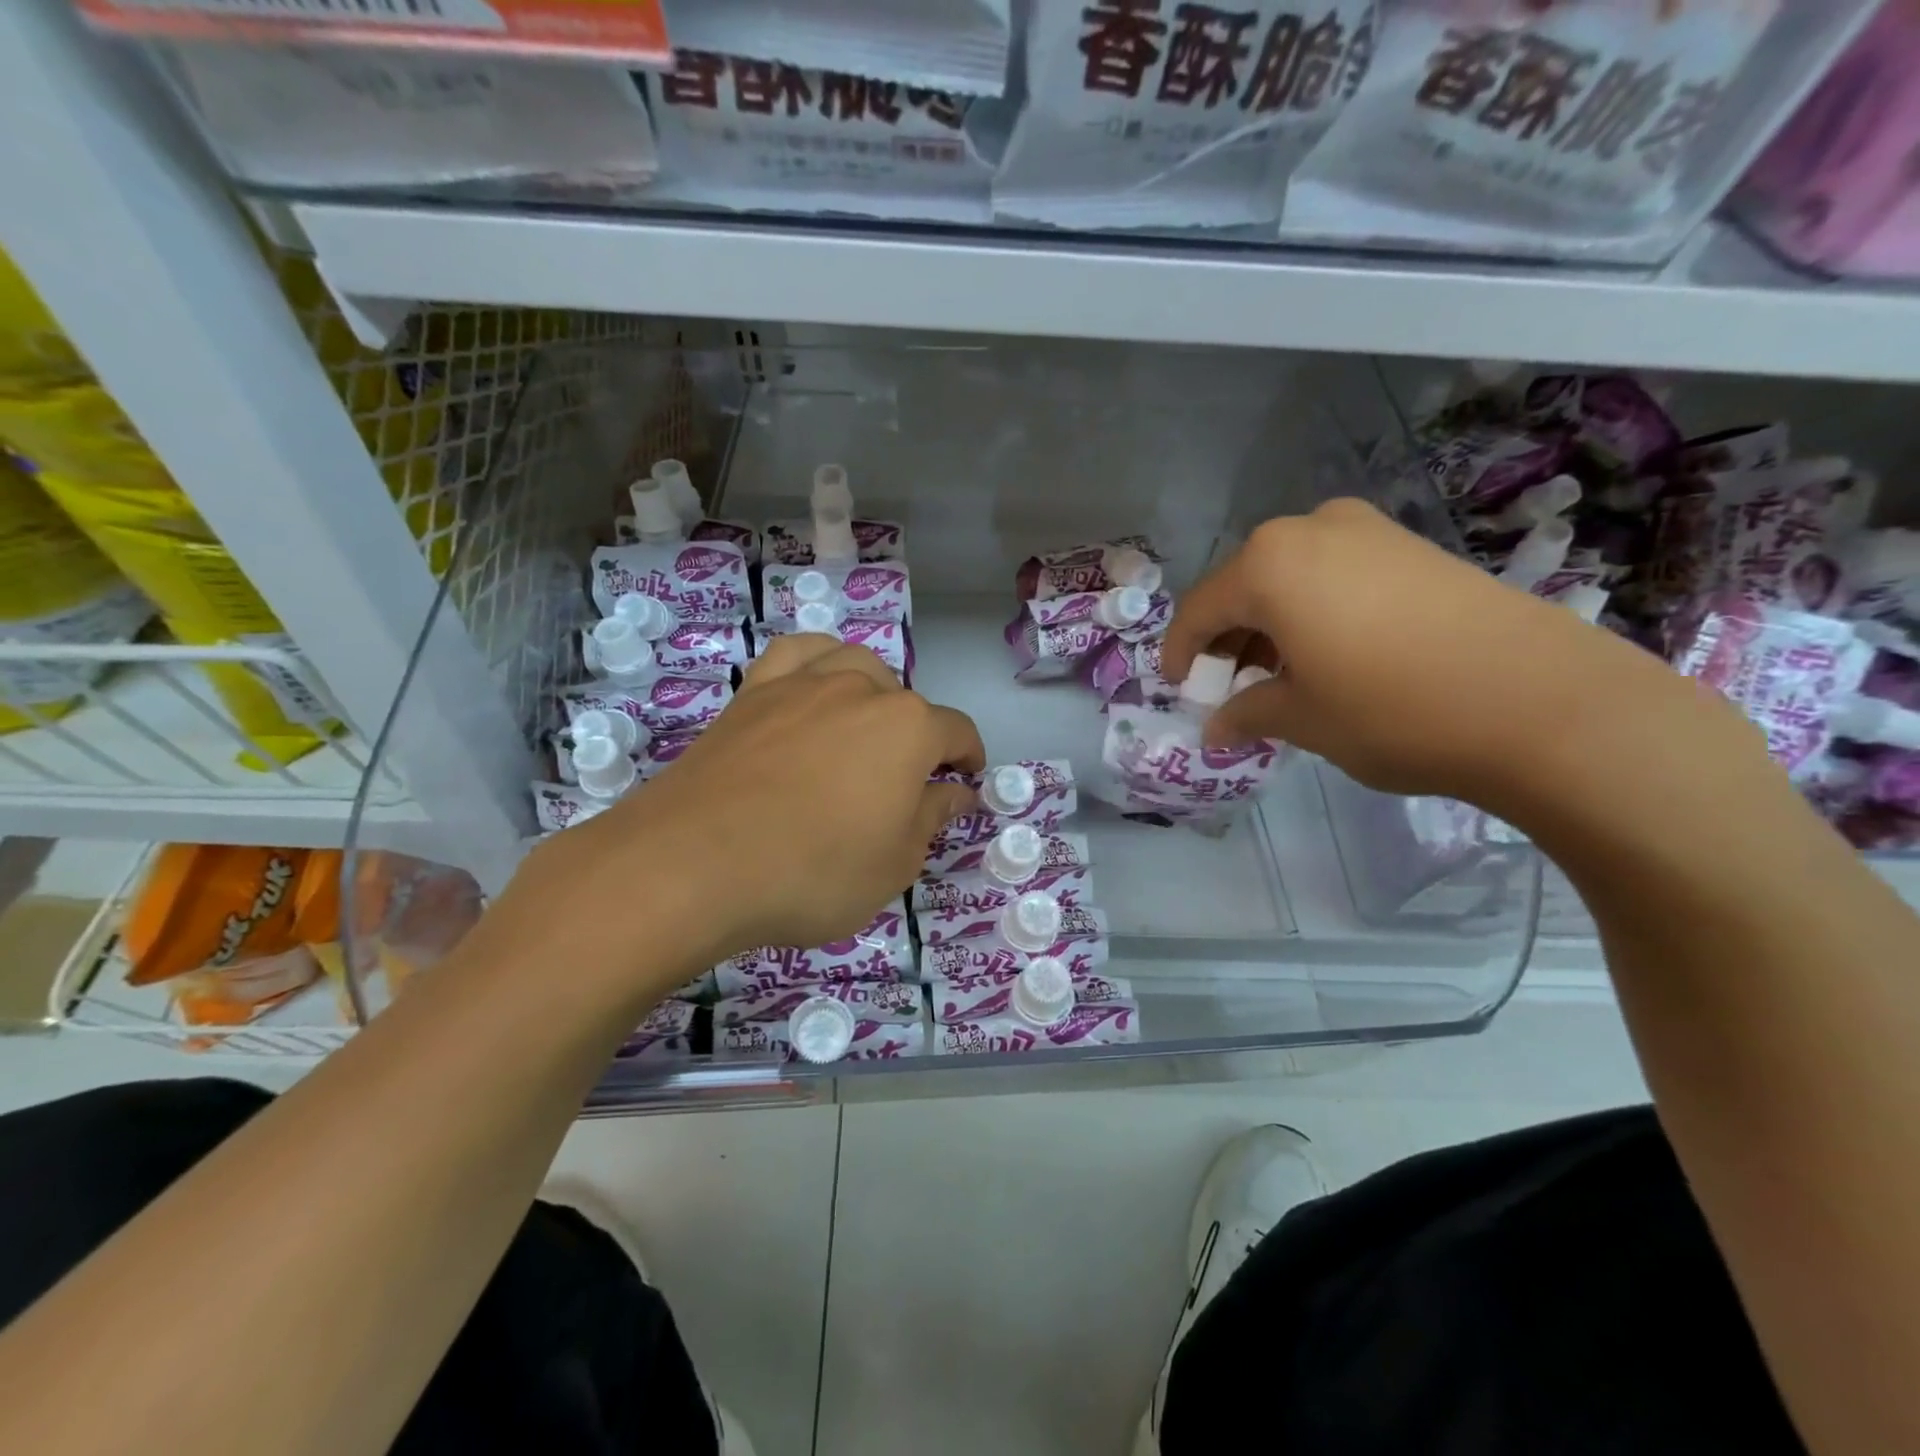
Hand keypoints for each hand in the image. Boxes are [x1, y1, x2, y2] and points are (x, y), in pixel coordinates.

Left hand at [499, 636, 982, 996]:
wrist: (693, 863)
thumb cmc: (813, 872)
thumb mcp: (894, 864)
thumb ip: (932, 819)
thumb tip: (956, 791)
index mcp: (908, 728)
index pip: (956, 733)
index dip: (968, 759)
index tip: (965, 783)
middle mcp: (861, 690)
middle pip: (905, 701)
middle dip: (917, 737)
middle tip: (902, 784)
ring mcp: (802, 684)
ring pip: (854, 666)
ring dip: (872, 693)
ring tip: (862, 730)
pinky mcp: (752, 693)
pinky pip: (794, 656)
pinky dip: (814, 664)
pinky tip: (811, 686)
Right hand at [1162, 499, 1724, 805]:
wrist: (1544, 702)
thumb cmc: (1394, 710)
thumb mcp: (1303, 719)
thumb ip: (1247, 713)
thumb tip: (1216, 727)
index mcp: (1268, 564)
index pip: (1200, 609)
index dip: (1181, 654)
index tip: (1179, 689)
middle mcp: (1311, 529)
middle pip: (1244, 587)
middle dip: (1228, 640)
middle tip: (1228, 689)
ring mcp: (1369, 531)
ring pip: (1290, 579)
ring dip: (1270, 626)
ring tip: (1277, 678)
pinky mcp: (1412, 547)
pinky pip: (1334, 575)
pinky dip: (1313, 613)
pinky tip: (1326, 656)